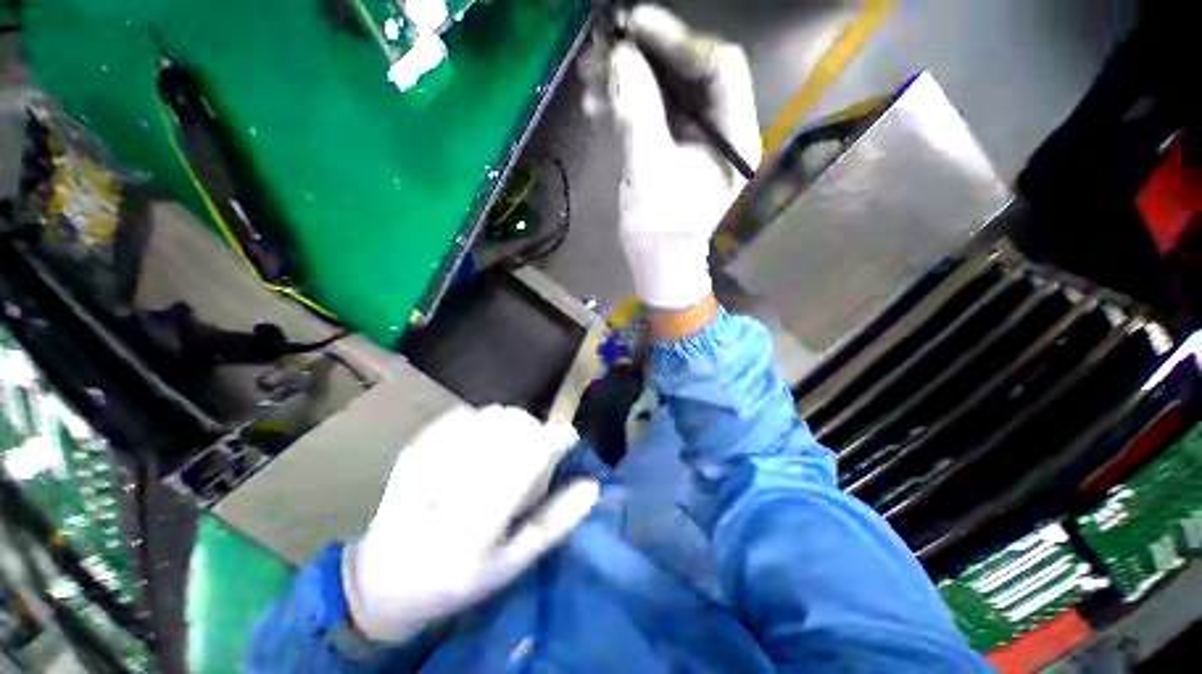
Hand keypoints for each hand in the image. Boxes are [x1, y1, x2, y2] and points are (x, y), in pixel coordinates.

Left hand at [342, 405, 598, 642]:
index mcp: (479, 521)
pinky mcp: (416, 446)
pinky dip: (485, 423)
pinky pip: (465, 414)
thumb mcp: (512, 563)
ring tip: (507, 452)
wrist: (386, 577)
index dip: (557, 438)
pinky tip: (480, 445)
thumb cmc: (457, 578)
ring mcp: (429, 458)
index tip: (567, 439)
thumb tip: (591, 485)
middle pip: (513, 424)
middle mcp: (454, 482)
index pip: (530, 456)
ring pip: (492, 414)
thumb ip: (555, 522)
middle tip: (533, 456)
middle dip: (535, 432)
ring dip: (512, 426)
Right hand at [584, 5, 760, 309]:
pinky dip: (624, 104)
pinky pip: (652, 111)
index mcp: (734, 136)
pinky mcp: (672, 145)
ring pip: (666, 90)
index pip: (719, 67)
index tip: (633, 28)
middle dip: (645, 59)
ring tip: (589, 81)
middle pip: (689, 73)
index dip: (677, 40)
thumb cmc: (661, 231)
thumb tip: (620, 57)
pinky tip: (595, 104)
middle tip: (602, 50)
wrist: (657, 263)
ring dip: (627, 81)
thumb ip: (638, 114)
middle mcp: (721, 128)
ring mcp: (695, 137)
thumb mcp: (649, 173)